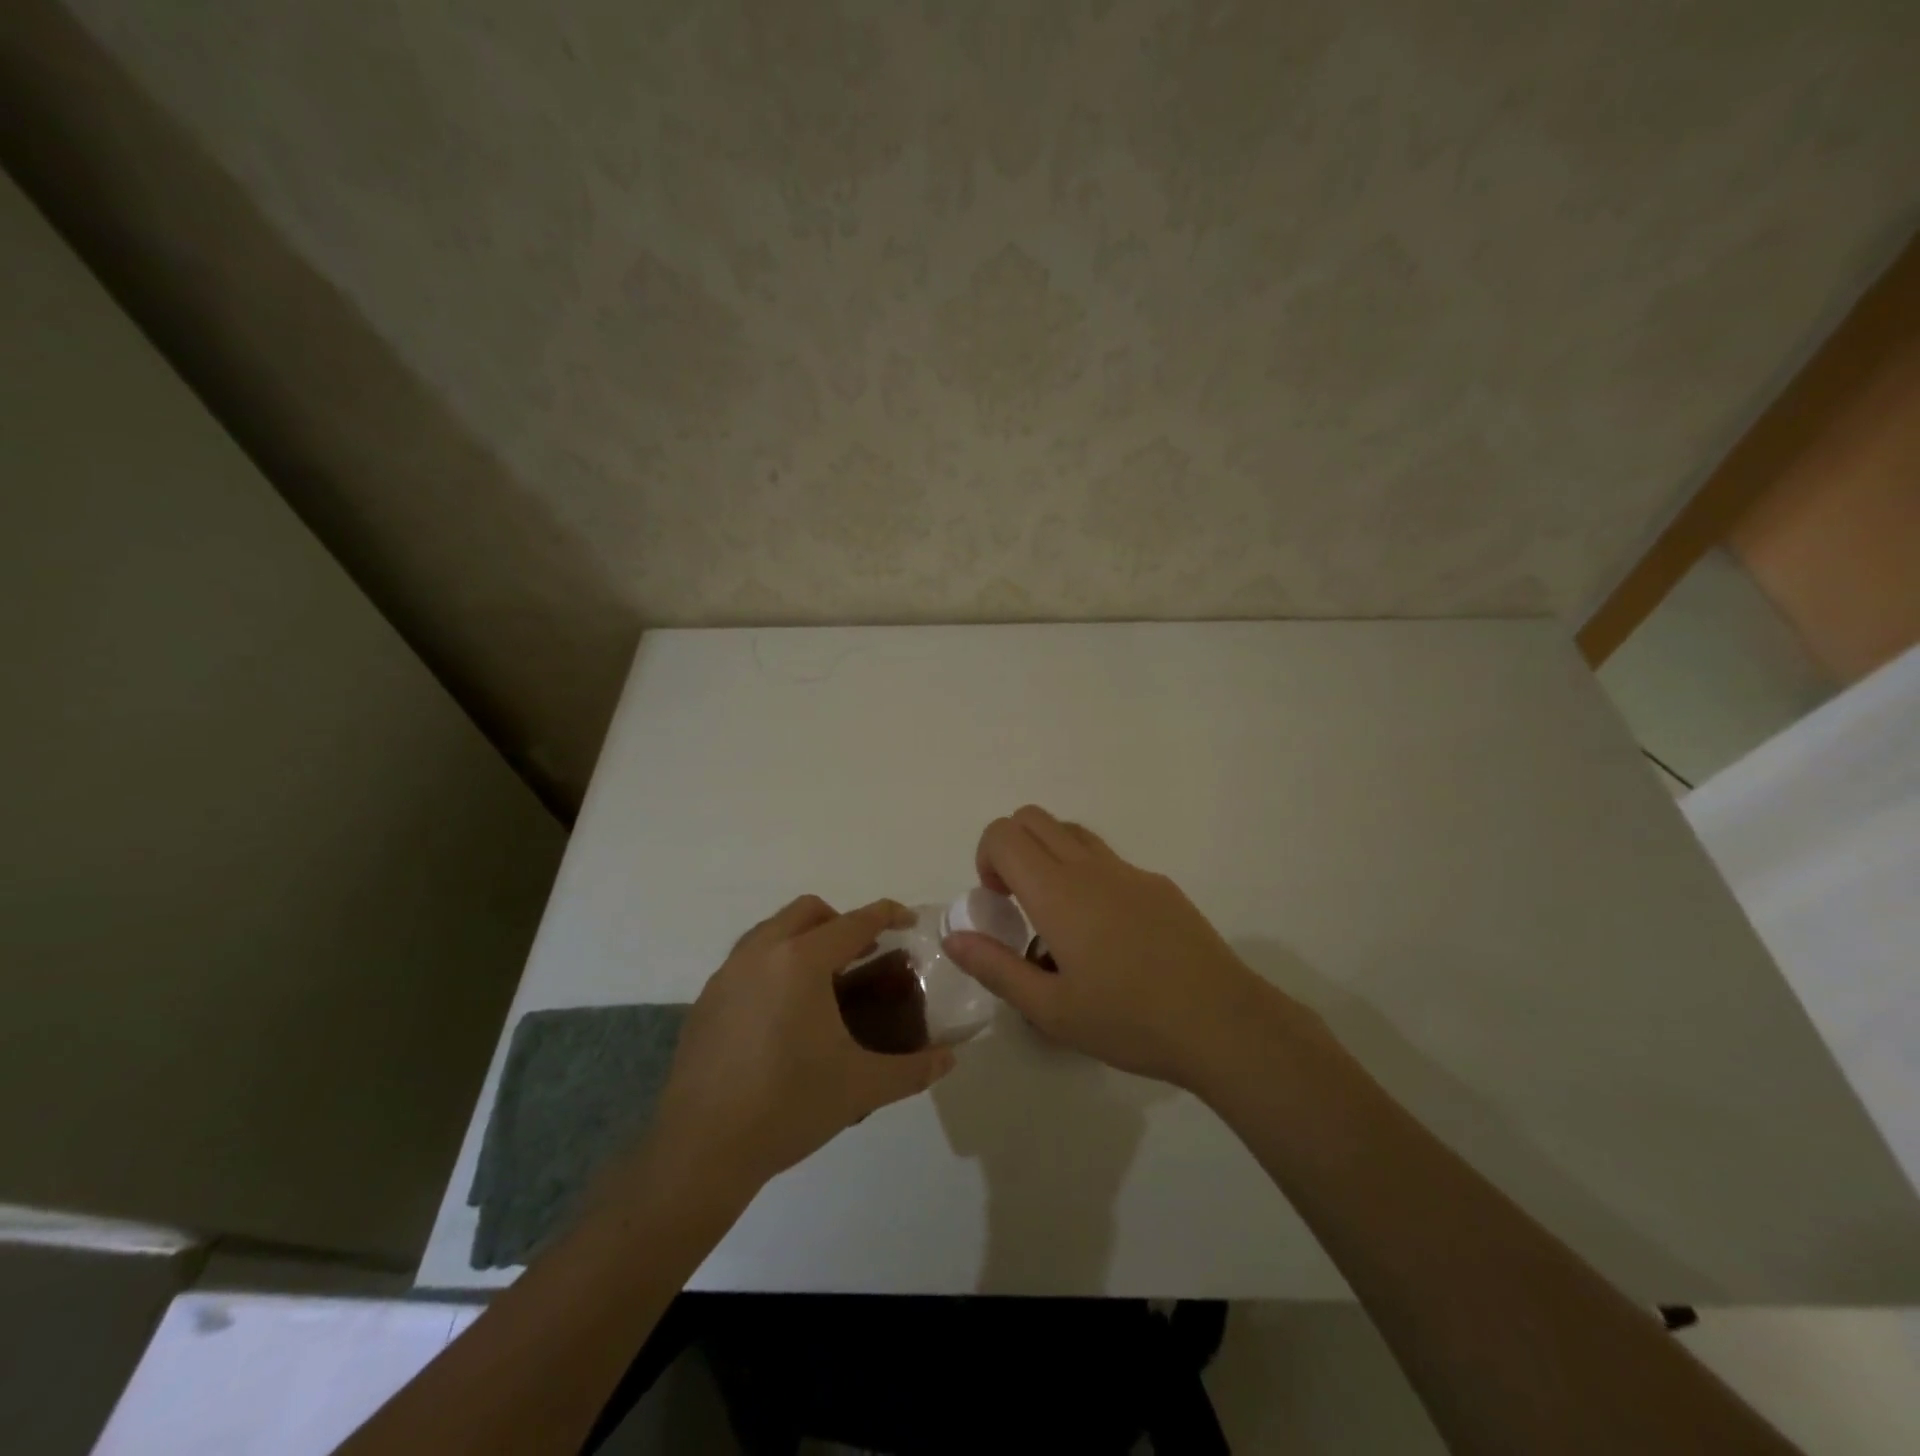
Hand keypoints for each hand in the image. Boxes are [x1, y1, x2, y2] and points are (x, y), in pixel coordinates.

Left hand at [641, 896, 954, 1198]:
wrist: (701, 1151)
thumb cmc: (788, 1107)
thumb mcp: (861, 1087)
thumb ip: (912, 1069)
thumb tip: (951, 1059)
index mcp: (801, 962)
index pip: (854, 922)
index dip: (887, 914)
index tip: (908, 919)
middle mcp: (760, 954)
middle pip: (807, 911)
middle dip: (840, 921)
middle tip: (863, 954)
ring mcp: (726, 974)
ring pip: (771, 930)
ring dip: (803, 939)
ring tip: (824, 981)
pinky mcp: (705, 1000)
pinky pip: (747, 960)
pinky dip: (774, 964)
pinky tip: (783, 1013)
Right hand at [943, 806, 1295, 1088]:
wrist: (1222, 1023)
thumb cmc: (1129, 1021)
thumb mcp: (1050, 1010)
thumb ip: (995, 968)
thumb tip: (954, 936)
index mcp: (1058, 892)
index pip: (1004, 833)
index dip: (986, 857)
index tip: (996, 902)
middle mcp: (1090, 867)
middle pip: (1033, 817)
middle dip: (1010, 847)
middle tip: (1016, 902)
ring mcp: (1129, 871)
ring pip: (1072, 831)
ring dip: (1048, 855)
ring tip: (1057, 915)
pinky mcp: (1158, 884)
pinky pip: (1107, 859)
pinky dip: (1085, 874)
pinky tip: (1108, 936)